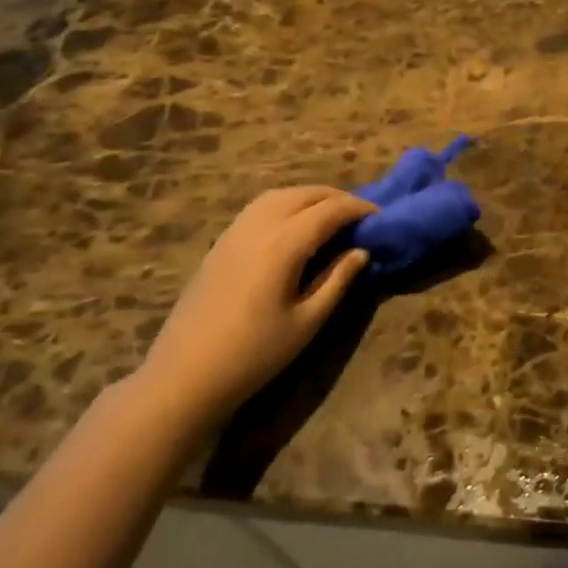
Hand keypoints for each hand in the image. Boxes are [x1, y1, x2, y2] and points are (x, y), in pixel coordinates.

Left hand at [135, 186, 375, 423]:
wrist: (186, 374)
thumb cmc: (254, 353)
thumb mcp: (307, 321)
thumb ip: (337, 280)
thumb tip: (361, 251)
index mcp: (284, 243)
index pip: (330, 211)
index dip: (359, 209)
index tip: (381, 218)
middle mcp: (259, 225)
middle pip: (305, 194)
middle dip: (337, 198)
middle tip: (361, 216)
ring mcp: (235, 230)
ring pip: (280, 194)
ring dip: (311, 196)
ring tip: (331, 216)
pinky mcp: (221, 241)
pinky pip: (260, 206)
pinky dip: (287, 203)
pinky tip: (295, 225)